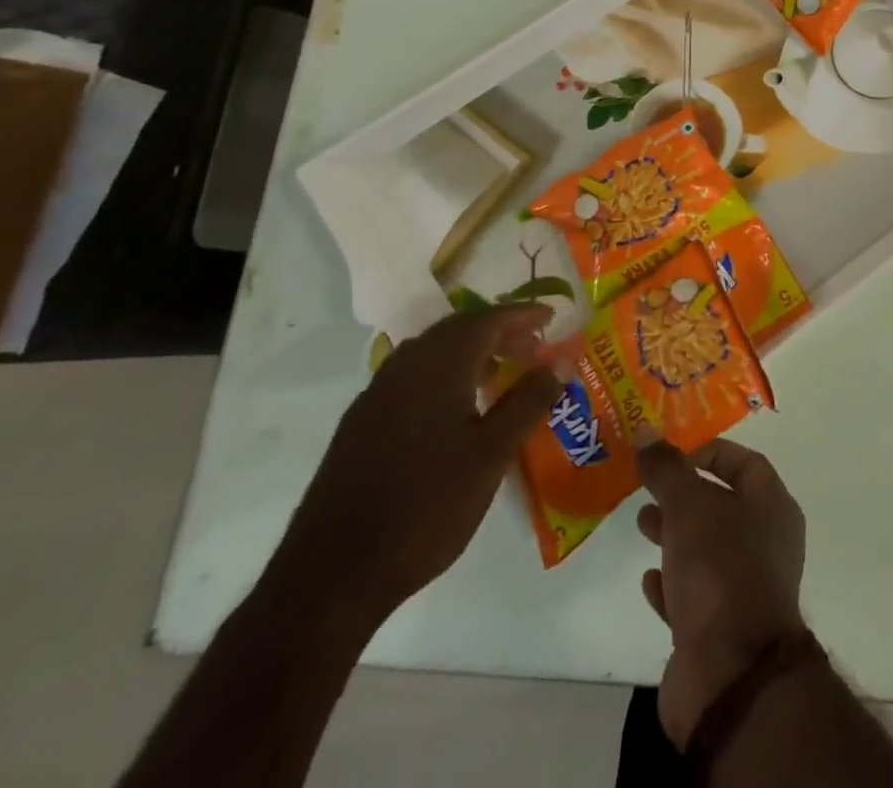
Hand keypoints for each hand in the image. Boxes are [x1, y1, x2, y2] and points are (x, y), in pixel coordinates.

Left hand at [274, 304, 562, 627]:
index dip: (522, 315)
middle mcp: (404, 368)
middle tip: (533, 348)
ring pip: (432, 354)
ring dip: (471, 353)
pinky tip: (458, 410)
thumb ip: (529, 401)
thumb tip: (561, 361)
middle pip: (458, 330)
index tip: (552, 318)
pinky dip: (445, 376)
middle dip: (499, 331)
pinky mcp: (360, 426)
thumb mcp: (492, 454)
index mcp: (437, 366)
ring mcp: (376, 396)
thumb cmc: (426, 507)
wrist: (331, 577)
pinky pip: (413, 379)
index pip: (487, 320)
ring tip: (502, 374)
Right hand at [636, 438, 807, 745]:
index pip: (745, 463)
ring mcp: (746, 589)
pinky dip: (673, 584)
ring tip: (641, 525)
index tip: (672, 453)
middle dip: (685, 495)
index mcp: (773, 507)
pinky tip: (649, 579)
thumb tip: (647, 432)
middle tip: (648, 487)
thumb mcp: (690, 506)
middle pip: (723, 505)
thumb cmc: (720, 569)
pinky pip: (695, 596)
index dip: (710, 451)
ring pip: (707, 549)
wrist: (731, 673)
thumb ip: (667, 469)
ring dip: (675, 536)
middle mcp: (766, 543)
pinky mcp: (721, 631)